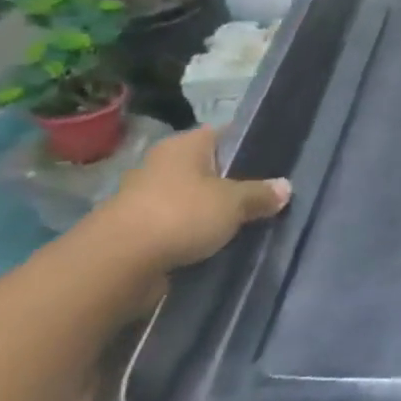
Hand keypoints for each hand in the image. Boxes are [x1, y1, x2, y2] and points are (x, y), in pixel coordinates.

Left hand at [98, 127, 291, 272]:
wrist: (115, 265)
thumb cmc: (180, 215)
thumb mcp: (234, 203)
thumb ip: (260, 194)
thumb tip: (285, 187)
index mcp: (185, 145)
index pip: (224, 134)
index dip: (249, 145)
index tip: (274, 161)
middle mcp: (162, 164)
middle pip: (208, 168)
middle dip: (232, 182)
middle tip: (265, 196)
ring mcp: (145, 198)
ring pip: (191, 200)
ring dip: (210, 212)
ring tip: (244, 224)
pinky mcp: (136, 232)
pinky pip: (176, 227)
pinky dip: (192, 235)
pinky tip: (216, 246)